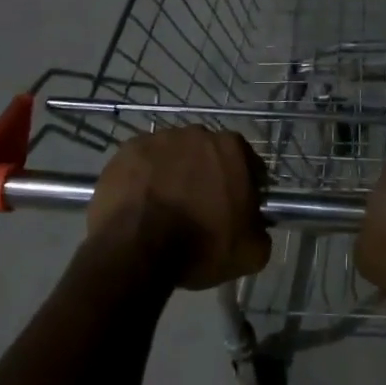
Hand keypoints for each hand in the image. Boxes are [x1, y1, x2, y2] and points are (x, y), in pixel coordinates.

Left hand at [86, 127, 271, 289]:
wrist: (138, 249)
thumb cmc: (202, 246)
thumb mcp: (252, 251)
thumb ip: (260, 229)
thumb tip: (254, 226)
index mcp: (232, 148)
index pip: (246, 164)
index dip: (243, 187)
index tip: (236, 209)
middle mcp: (196, 133)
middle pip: (207, 155)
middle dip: (206, 176)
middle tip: (200, 209)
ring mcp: (157, 139)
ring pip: (173, 157)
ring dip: (174, 175)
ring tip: (165, 209)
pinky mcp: (125, 152)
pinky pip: (142, 165)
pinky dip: (144, 180)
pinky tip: (142, 205)